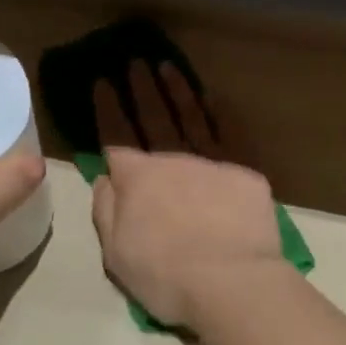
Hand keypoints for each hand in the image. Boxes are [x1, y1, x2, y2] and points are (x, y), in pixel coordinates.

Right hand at [90, 62, 280, 327]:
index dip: (107, 108)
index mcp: (137, 178)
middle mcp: (172, 159)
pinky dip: (221, 113)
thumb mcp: (116, 252)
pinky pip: (230, 134)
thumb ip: (106, 209)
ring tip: (168, 67)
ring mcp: (210, 161)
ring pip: (191, 117)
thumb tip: (105, 176)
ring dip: (178, 90)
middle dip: (141, 89)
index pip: (115, 135)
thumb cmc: (166, 275)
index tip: (102, 82)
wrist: (231, 282)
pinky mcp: (244, 171)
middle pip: (153, 118)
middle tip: (135, 62)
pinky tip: (215, 97)